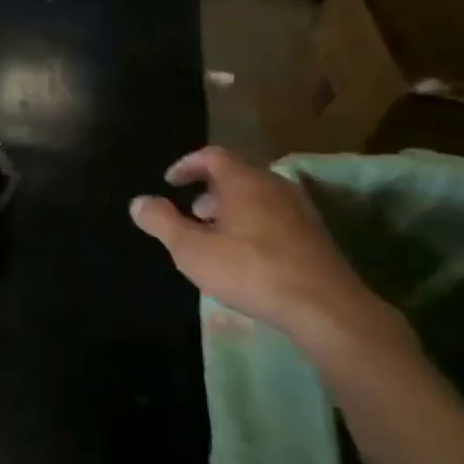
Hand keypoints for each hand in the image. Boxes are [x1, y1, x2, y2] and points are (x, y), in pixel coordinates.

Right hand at [129, 147, 413, 365]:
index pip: (212, 156)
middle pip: (237, 174)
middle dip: (208, 189)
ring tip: (214, 237)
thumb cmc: (250, 270)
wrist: (325, 308)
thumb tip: (138, 201)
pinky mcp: (315, 235)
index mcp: (244, 181)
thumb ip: (162, 222)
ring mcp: (300, 210)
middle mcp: (274, 185)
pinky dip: (253, 223)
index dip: (187, 165)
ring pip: (257, 196)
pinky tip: (246, 255)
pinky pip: (275, 215)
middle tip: (190, 212)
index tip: (169, 182)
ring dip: (231, 208)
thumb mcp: (192, 250)